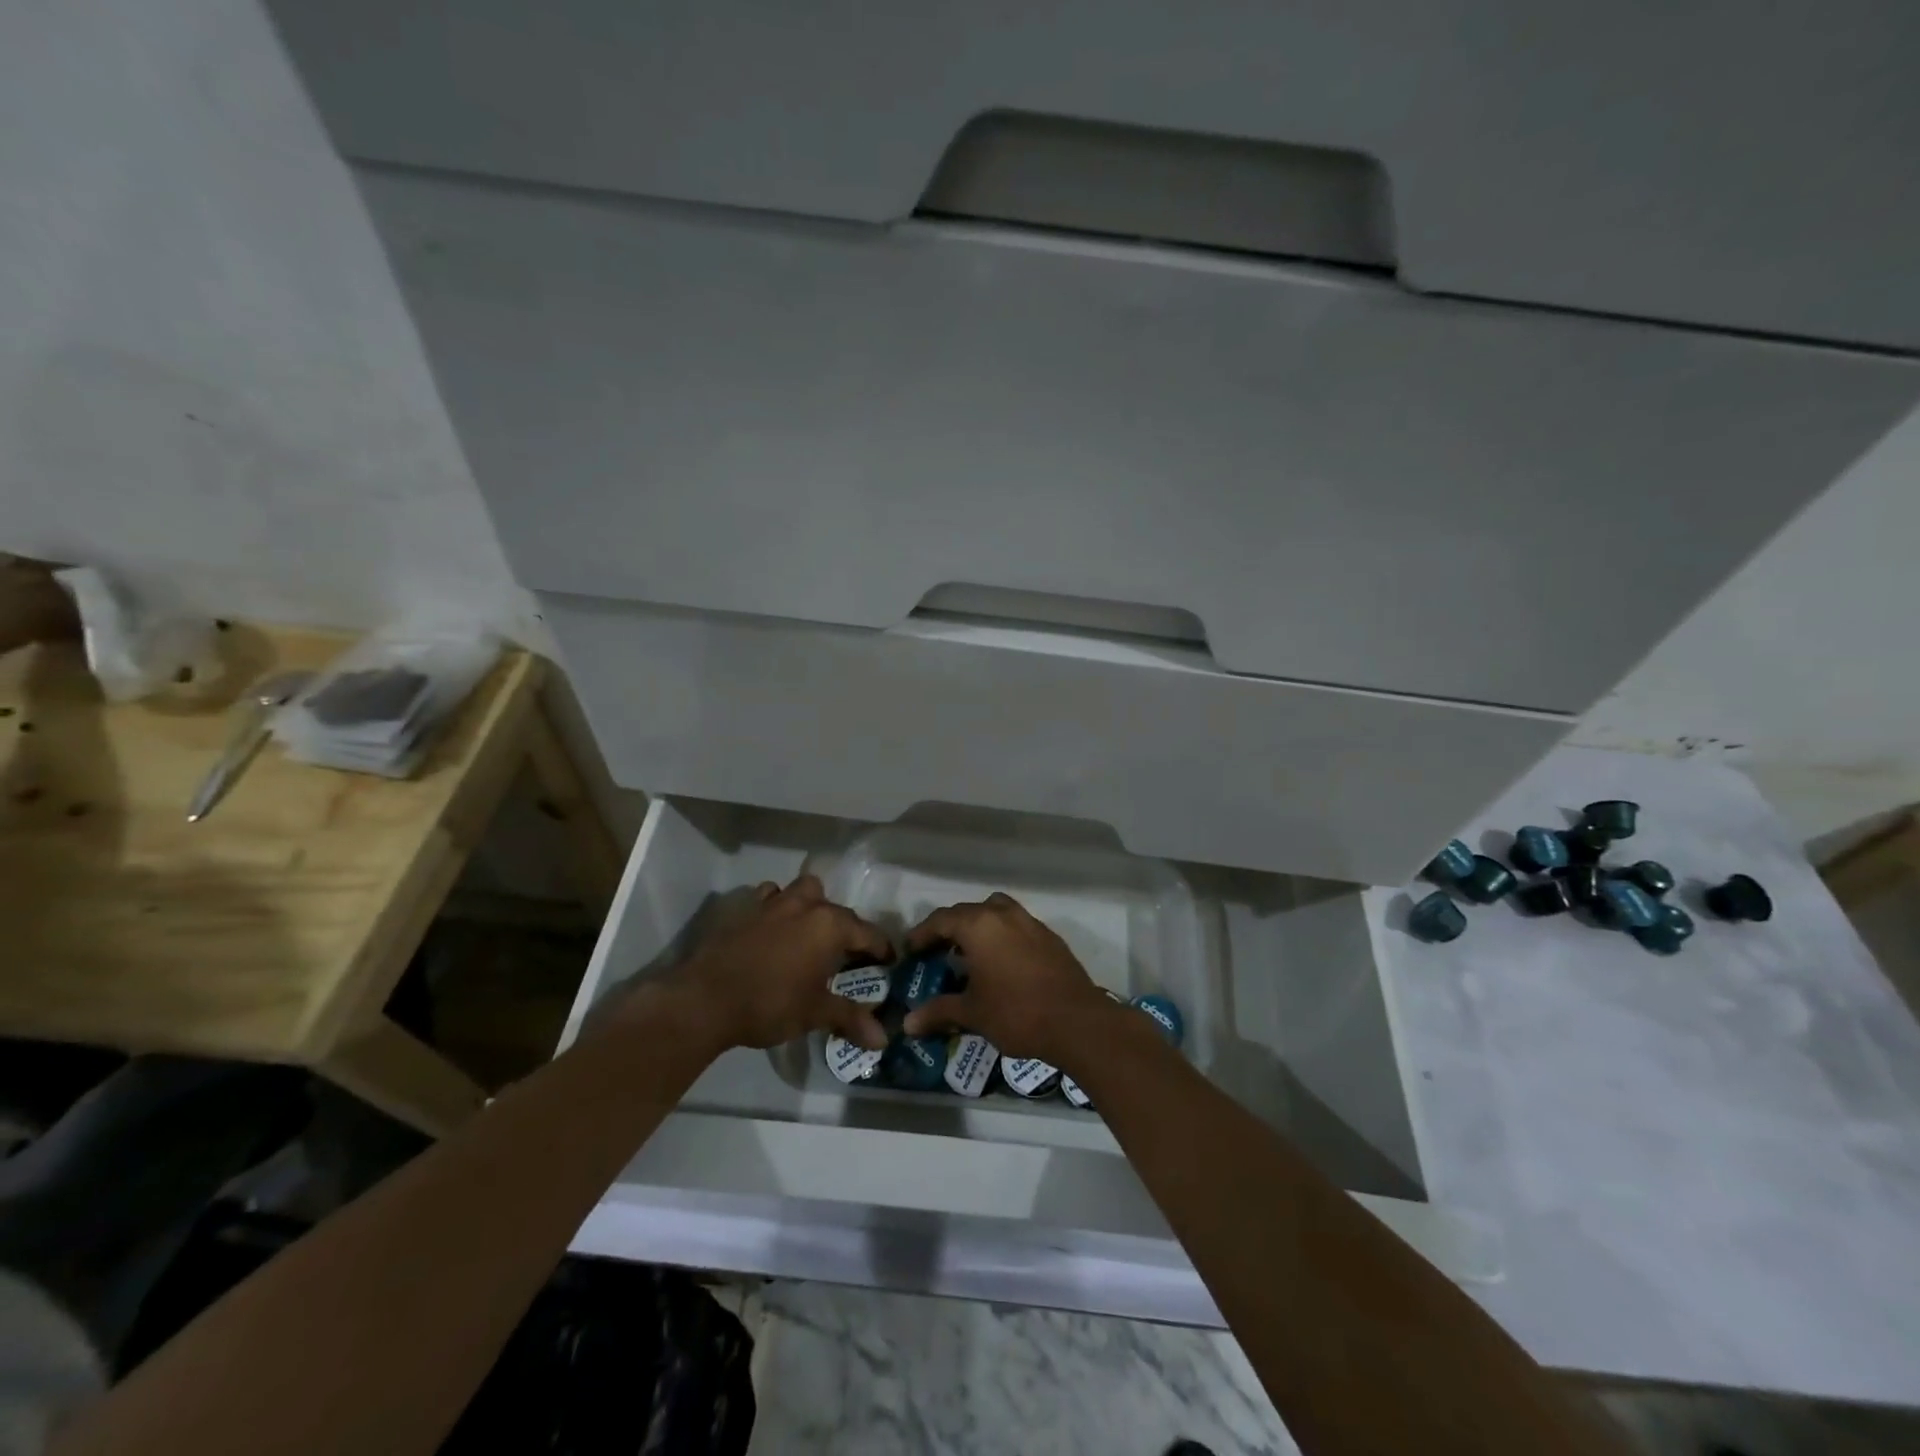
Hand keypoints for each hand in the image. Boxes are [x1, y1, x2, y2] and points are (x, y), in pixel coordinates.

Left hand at [658, 874, 892, 1053]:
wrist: (705, 999)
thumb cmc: (770, 1004)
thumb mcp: (815, 1013)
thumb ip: (851, 1019)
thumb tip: (883, 1041)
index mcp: (830, 925)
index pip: (868, 933)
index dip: (881, 949)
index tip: (888, 963)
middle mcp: (806, 905)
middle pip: (837, 910)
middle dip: (846, 929)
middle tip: (845, 956)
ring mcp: (773, 902)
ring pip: (803, 890)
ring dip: (811, 905)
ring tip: (809, 932)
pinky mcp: (745, 908)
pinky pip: (769, 896)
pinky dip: (776, 906)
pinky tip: (773, 928)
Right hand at [900, 893, 1114, 1063]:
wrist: (1076, 1021)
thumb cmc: (1016, 1013)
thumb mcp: (973, 1013)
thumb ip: (939, 1012)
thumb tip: (907, 1024)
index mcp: (979, 925)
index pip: (942, 919)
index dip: (923, 933)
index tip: (911, 949)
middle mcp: (1004, 915)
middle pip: (968, 911)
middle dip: (949, 928)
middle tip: (936, 950)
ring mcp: (1031, 923)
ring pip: (996, 911)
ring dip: (979, 925)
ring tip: (969, 951)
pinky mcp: (1050, 937)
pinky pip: (1017, 925)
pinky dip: (1002, 935)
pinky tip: (1001, 962)